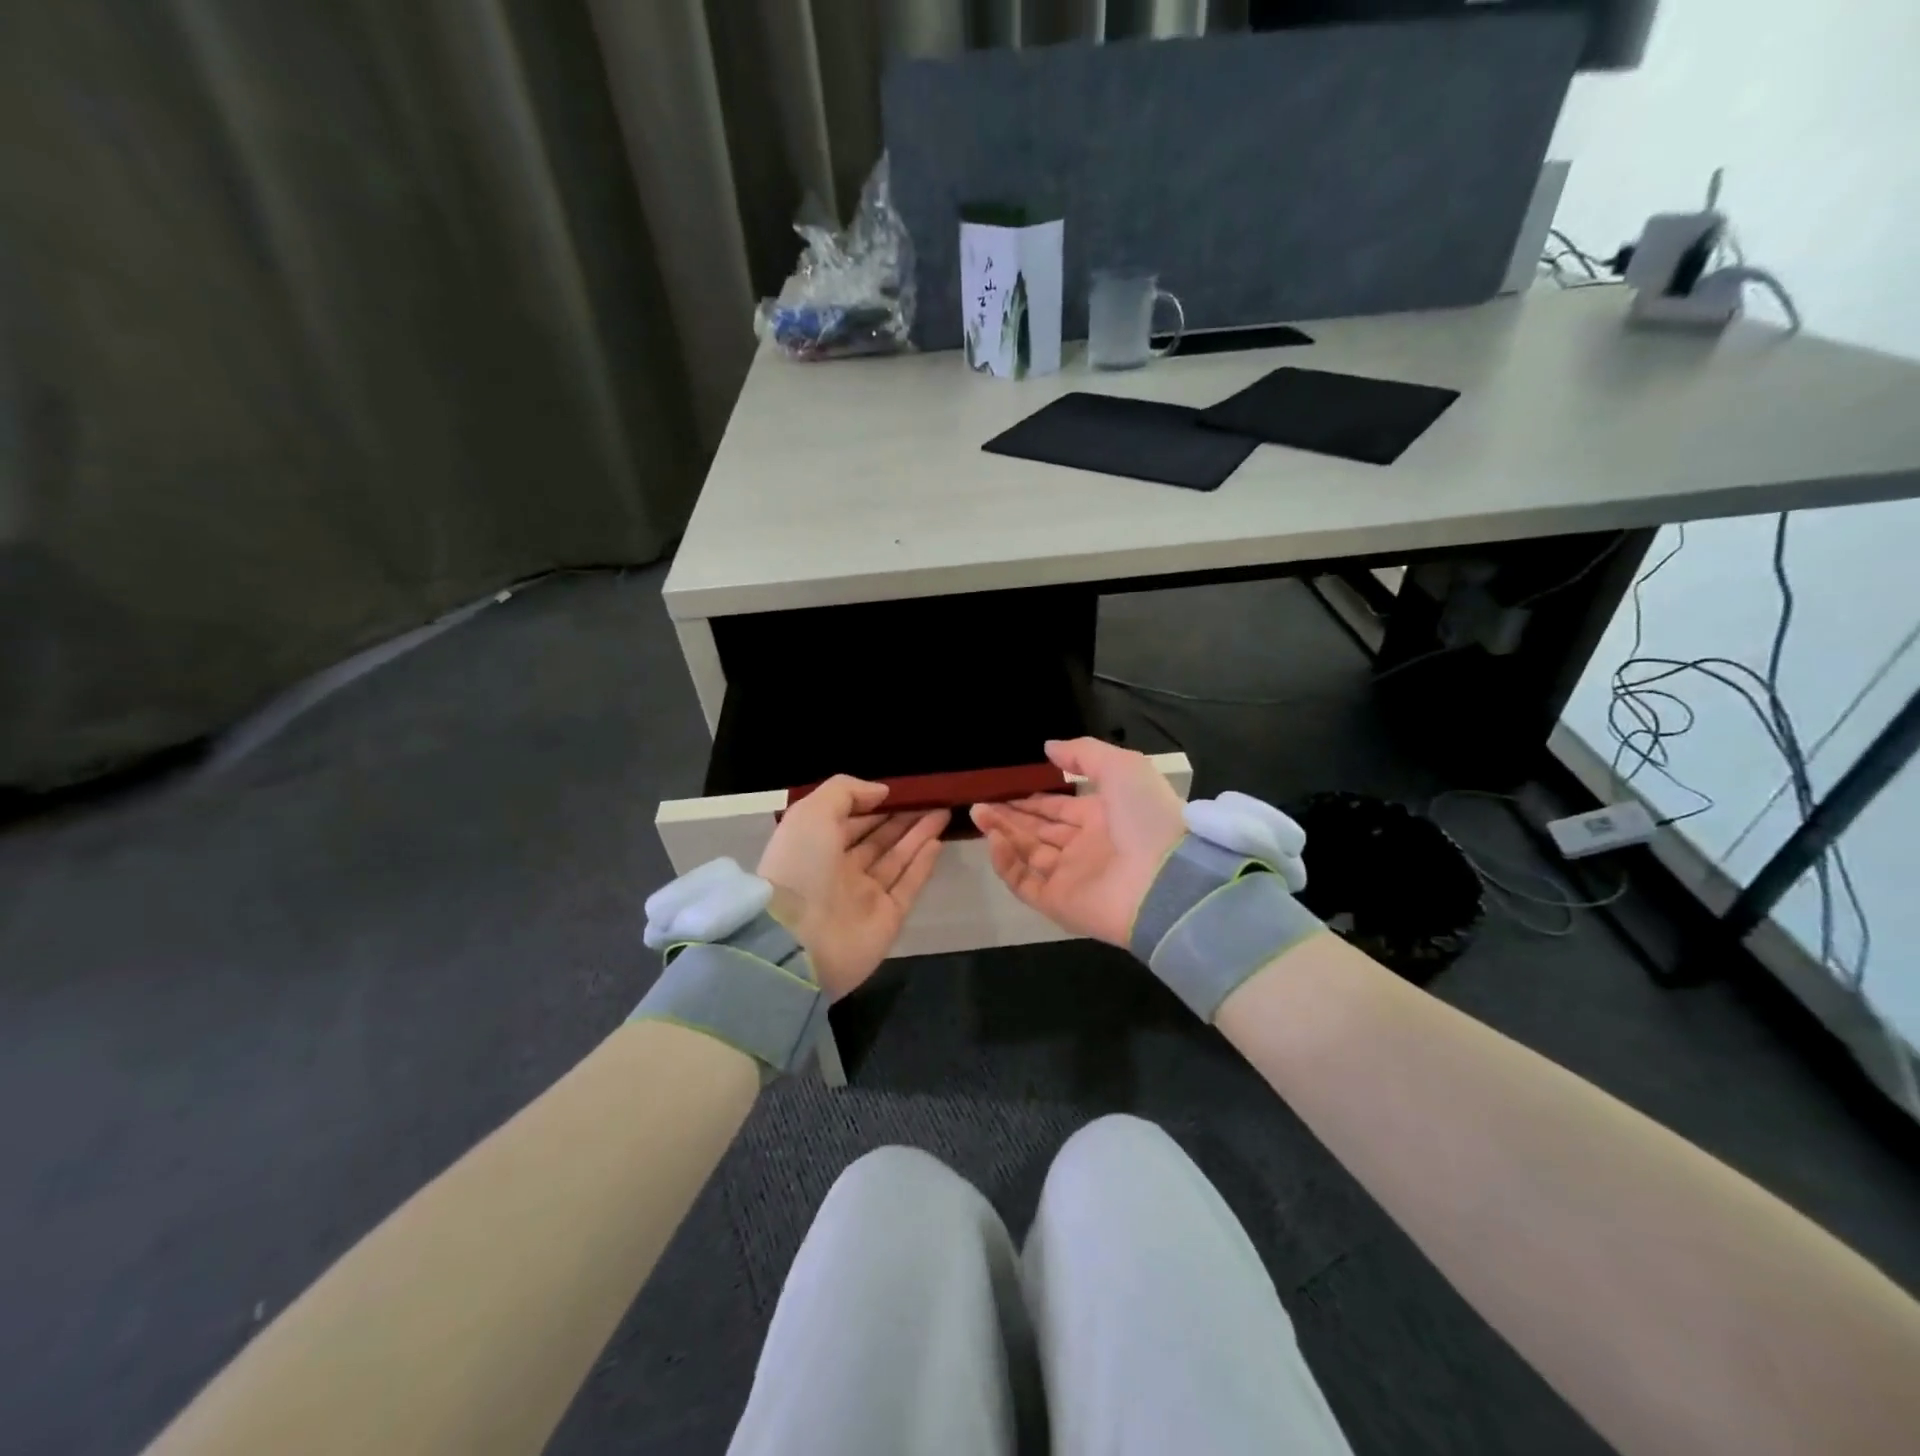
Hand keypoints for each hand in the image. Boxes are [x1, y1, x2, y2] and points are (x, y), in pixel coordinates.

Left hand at [756, 776, 948, 998]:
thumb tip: (881, 791)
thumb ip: (845, 792)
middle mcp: (840, 871)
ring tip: (943, 812)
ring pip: (896, 859)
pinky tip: (937, 842)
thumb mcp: (811, 813)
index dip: (874, 804)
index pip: (850, 821)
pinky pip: (908, 885)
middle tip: (932, 798)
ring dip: (918, 835)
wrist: (798, 940)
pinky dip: (923, 864)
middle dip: (902, 818)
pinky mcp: (887, 918)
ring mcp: (865, 897)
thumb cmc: (801, 866)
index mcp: (816, 847)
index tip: (903, 789)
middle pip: (877, 839)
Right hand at [969, 738, 1185, 947]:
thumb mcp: (1122, 768)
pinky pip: (1025, 882)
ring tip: (978, 814)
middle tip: (981, 802)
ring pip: (1028, 853)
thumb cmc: (1147, 817)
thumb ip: (1084, 755)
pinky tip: (995, 839)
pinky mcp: (1059, 903)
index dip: (1033, 800)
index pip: (1060, 809)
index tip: (1005, 789)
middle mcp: (1086, 847)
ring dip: (1003, 833)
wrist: (1167, 880)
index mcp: (1104, 818)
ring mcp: (1072, 877)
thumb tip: (1048, 748)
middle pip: (1040, 830)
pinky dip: (1007, 863)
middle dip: (1010, 816)